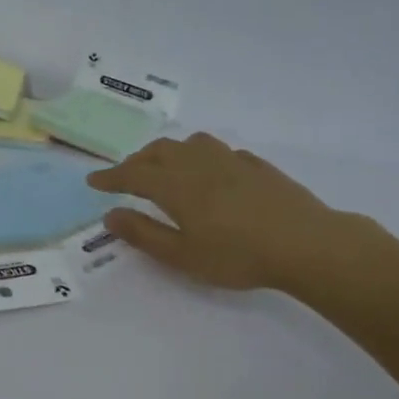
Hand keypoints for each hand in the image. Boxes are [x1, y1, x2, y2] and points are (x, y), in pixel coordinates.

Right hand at [87, 132, 382, 290]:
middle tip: (126, 176)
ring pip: (191, 143)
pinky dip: (202, 156)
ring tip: (165, 166)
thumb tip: (110, 216)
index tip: (93, 181)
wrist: (305, 243)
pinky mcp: (257, 166)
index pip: (133, 175)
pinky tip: (211, 172)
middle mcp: (199, 164)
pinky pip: (220, 151)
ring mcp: (231, 160)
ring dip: (169, 151)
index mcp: (176, 186)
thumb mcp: (182, 255)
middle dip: (137, 161)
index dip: (111, 177)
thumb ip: (144, 234)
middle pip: (160, 151)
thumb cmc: (237, 255)